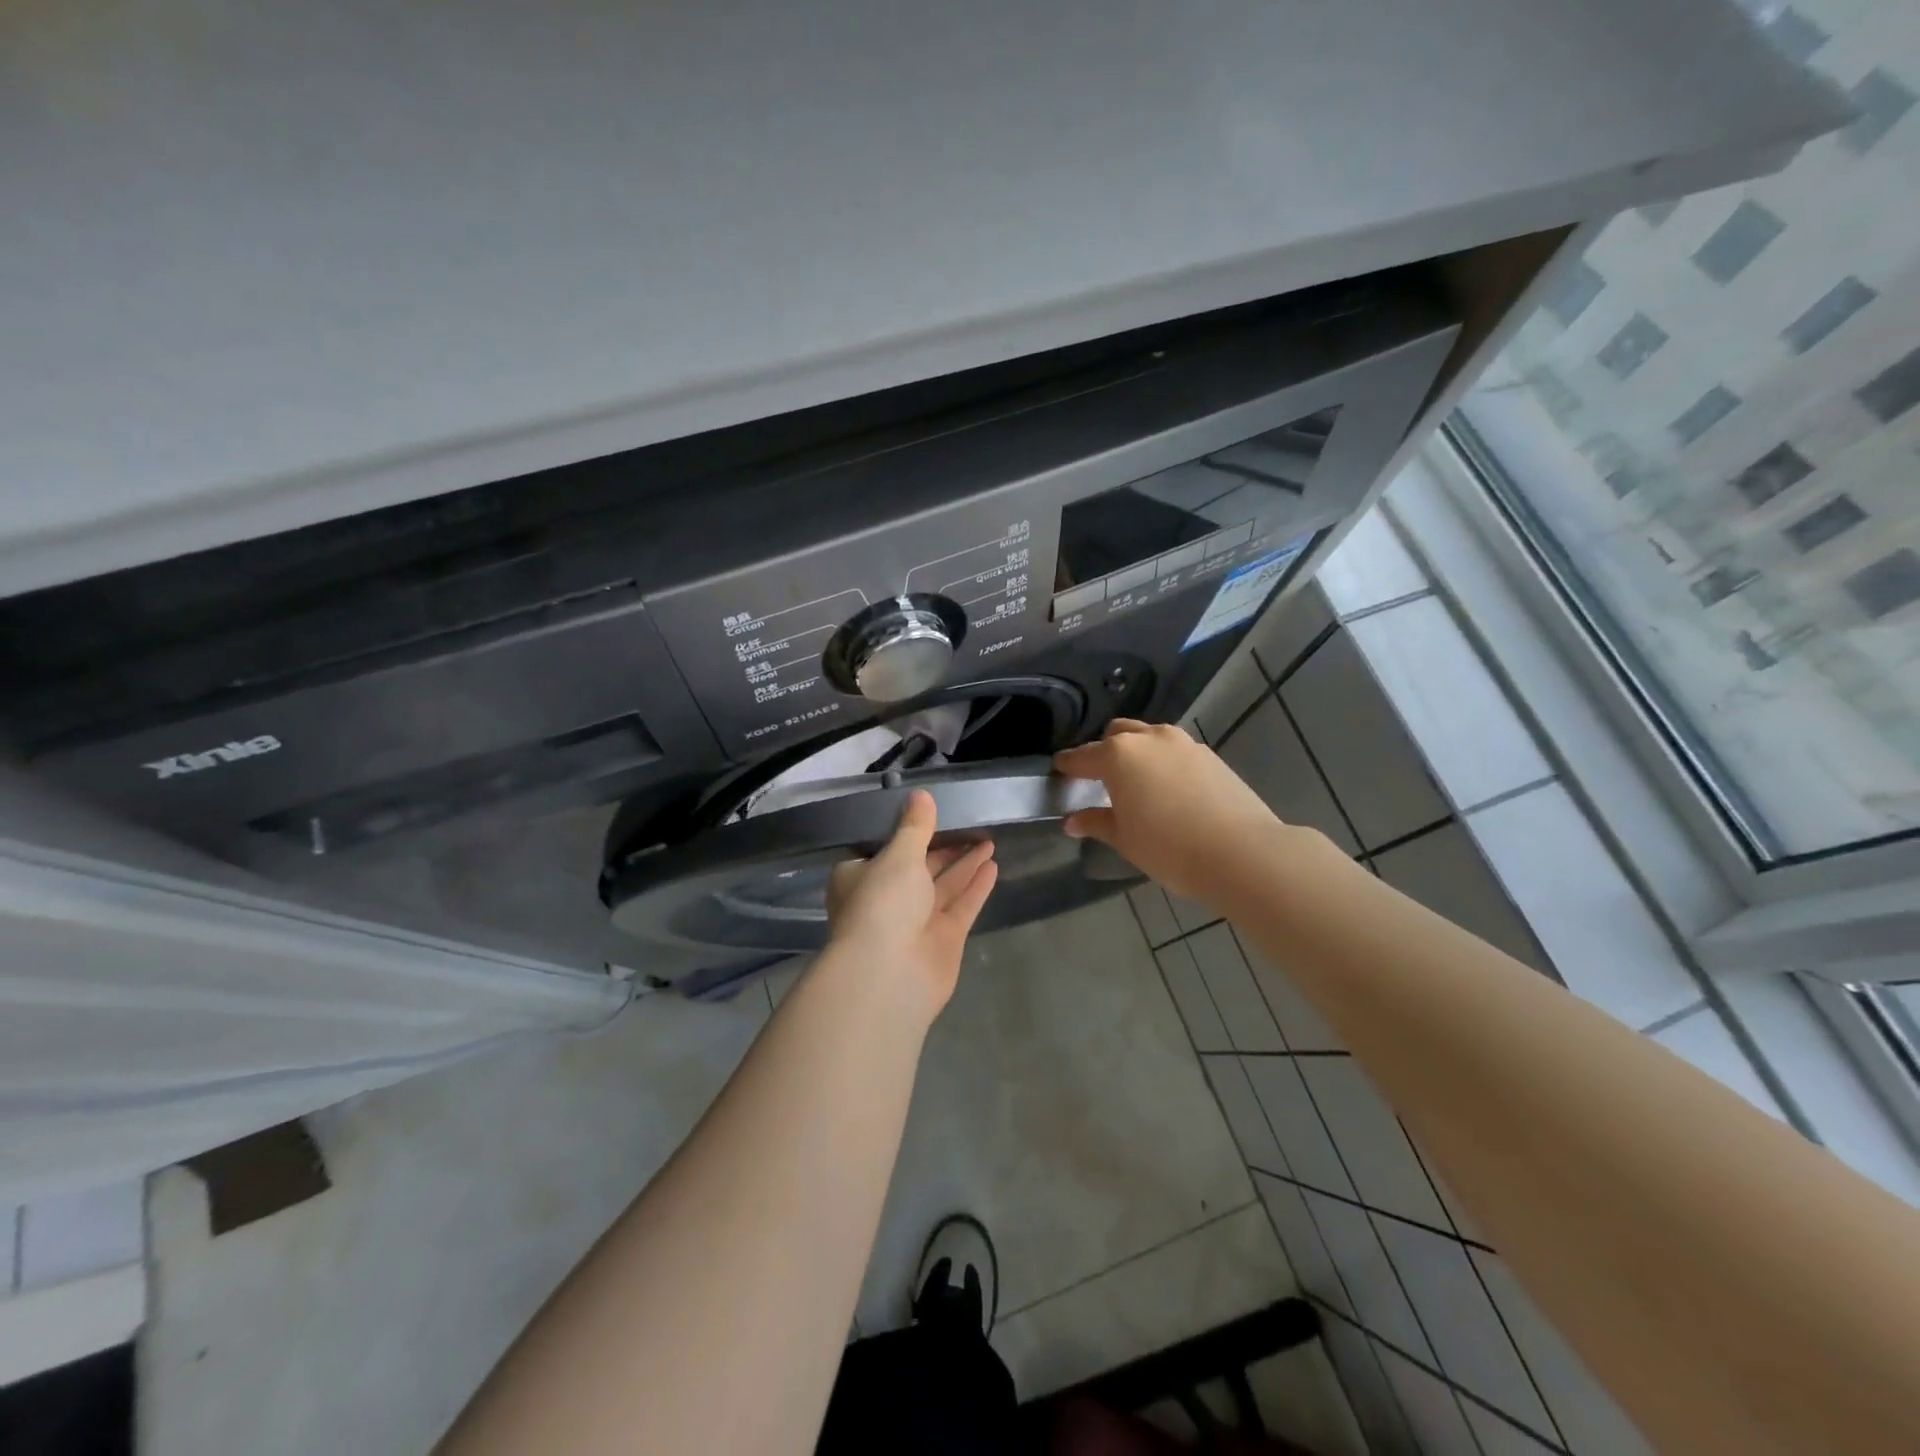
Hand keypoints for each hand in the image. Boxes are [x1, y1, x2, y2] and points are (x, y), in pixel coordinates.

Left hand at [825, 790, 998, 1019]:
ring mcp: (916, 923)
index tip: (934, 814)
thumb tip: (921, 795)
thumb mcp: (898, 855)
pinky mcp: (943, 940)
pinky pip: (961, 906)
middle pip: (919, 867)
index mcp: (861, 878)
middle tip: (972, 824)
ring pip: (943, 886)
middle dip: (944, 848)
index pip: (886, 850)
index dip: (910, 833)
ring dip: (965, 864)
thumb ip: (915, 827)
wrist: (889, 974)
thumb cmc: (882, 903)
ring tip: (989, 839)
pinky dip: (975, 887)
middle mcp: (887, 900)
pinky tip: (993, 865)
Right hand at [1053, 719, 1282, 900]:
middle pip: (1116, 734)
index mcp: (1118, 755)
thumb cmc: (1169, 847)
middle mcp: (1148, 739)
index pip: (1081, 756)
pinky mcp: (1209, 755)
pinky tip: (1168, 790)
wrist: (1240, 852)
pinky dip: (1163, 762)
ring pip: (1148, 738)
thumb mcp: (1124, 839)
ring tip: (1136, 783)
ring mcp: (1182, 743)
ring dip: (1136, 753)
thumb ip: (1096, 823)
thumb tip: (1072, 821)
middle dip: (1103, 751)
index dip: (1066, 765)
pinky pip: (1174, 751)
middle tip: (1099, 779)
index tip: (1058, 772)